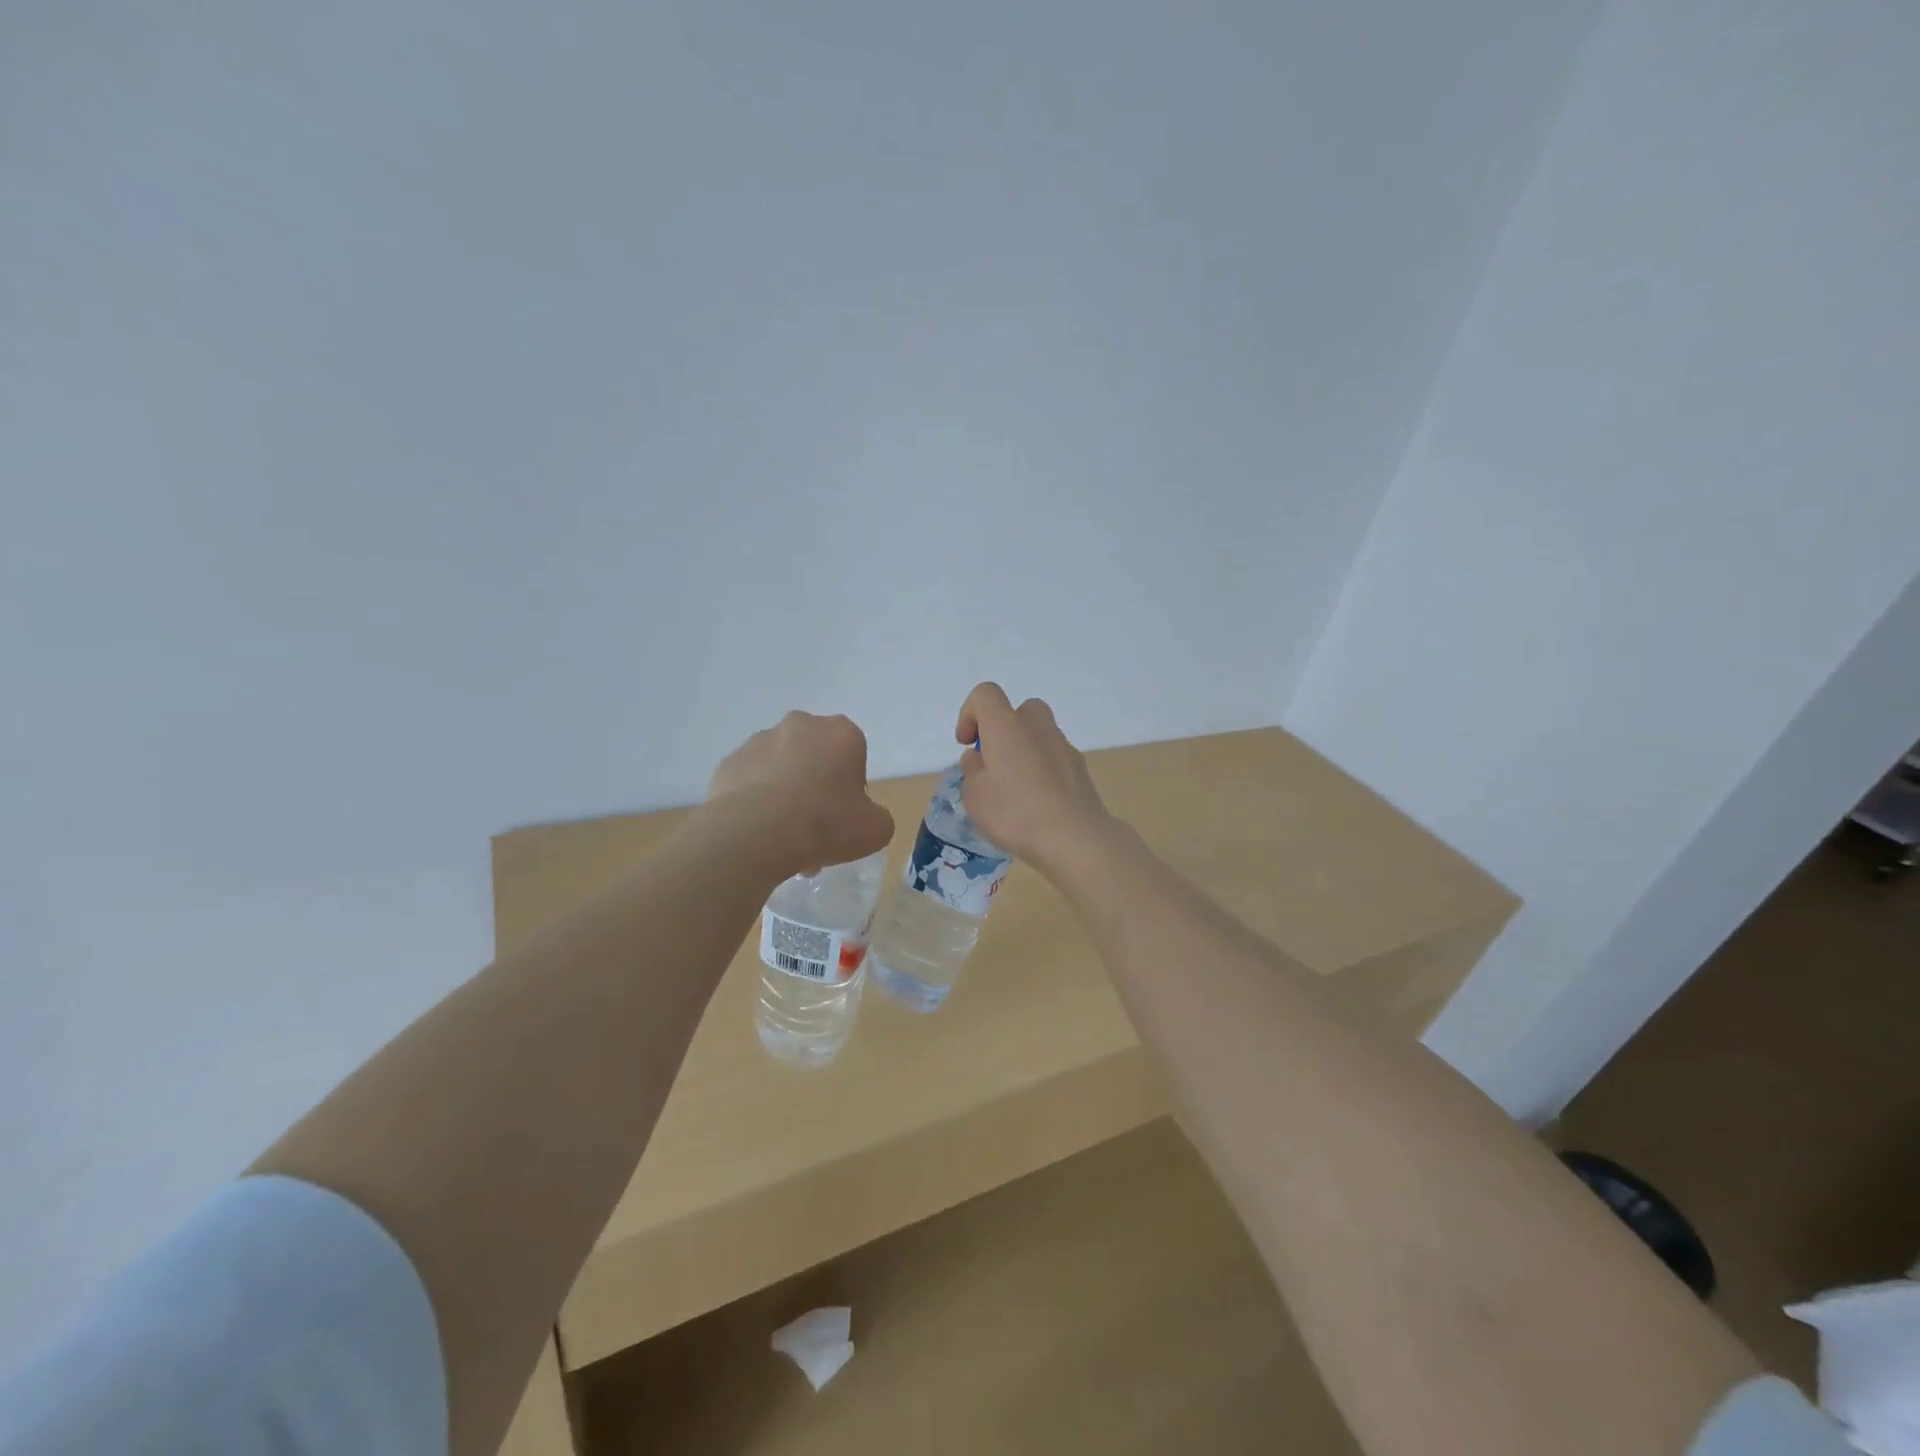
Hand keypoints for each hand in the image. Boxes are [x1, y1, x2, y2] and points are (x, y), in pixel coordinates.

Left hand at [708, 712, 894, 873]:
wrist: (757, 833)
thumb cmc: (826, 823)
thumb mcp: (876, 830)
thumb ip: (877, 817)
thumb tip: (864, 817)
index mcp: (841, 732)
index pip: (852, 754)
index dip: (850, 787)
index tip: (844, 815)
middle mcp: (800, 725)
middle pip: (814, 755)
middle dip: (815, 784)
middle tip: (814, 826)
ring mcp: (759, 740)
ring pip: (780, 767)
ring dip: (784, 792)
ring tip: (782, 836)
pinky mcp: (729, 762)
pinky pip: (749, 781)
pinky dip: (755, 800)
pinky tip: (757, 830)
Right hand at [953, 683, 1111, 869]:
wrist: (1075, 837)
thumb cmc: (1015, 813)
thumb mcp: (974, 796)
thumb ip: (972, 770)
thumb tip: (980, 759)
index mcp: (1006, 725)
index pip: (985, 694)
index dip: (969, 713)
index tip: (967, 744)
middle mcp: (1037, 726)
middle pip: (1019, 710)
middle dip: (1003, 730)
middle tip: (994, 762)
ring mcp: (1064, 746)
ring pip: (1039, 734)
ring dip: (1024, 751)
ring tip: (1015, 789)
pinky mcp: (1081, 768)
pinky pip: (1055, 758)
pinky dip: (1043, 770)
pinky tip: (1038, 803)